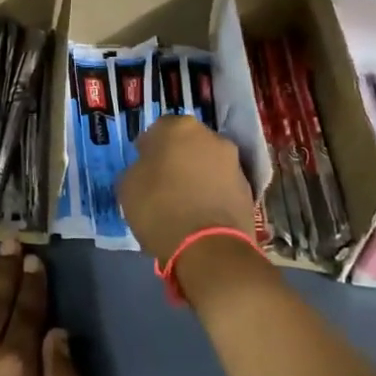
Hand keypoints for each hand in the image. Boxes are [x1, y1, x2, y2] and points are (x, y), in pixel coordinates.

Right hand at [116, 115, 256, 264]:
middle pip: (187, 143)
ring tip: (183, 203)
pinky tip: (200, 215)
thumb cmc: (160, 208)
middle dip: (176, 158)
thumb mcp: (127, 186)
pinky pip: (222, 185)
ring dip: (197, 175)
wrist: (209, 248)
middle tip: (163, 183)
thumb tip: (147, 169)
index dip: (148, 149)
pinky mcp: (248, 188)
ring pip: (207, 163)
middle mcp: (210, 136)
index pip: (157, 130)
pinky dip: (212, 194)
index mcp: (178, 127)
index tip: (143, 168)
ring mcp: (233, 162)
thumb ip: (137, 169)